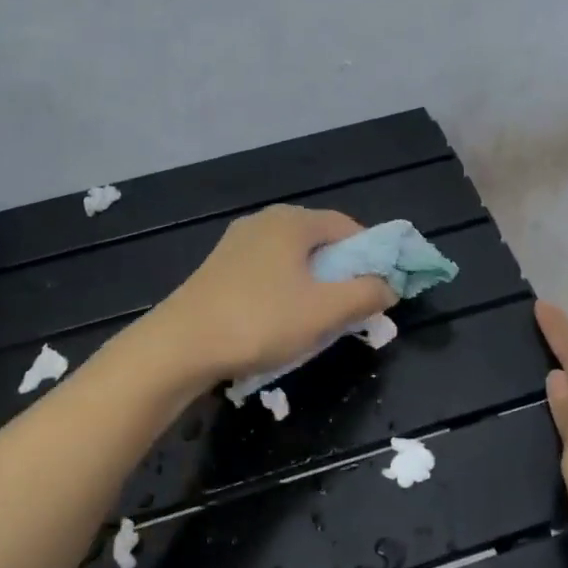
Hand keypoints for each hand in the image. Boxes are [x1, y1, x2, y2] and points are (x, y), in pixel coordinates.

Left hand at [152, 206, 396, 385]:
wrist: (178, 347)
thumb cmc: (260, 321)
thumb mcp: (325, 312)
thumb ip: (366, 294)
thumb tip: (389, 286)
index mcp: (293, 221)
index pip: (349, 227)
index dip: (372, 256)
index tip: (378, 290)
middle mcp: (265, 221)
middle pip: (320, 242)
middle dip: (342, 274)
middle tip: (351, 310)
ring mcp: (237, 243)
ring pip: (293, 259)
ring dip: (313, 286)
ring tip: (317, 322)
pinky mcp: (219, 268)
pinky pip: (268, 272)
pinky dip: (285, 291)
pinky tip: (279, 322)